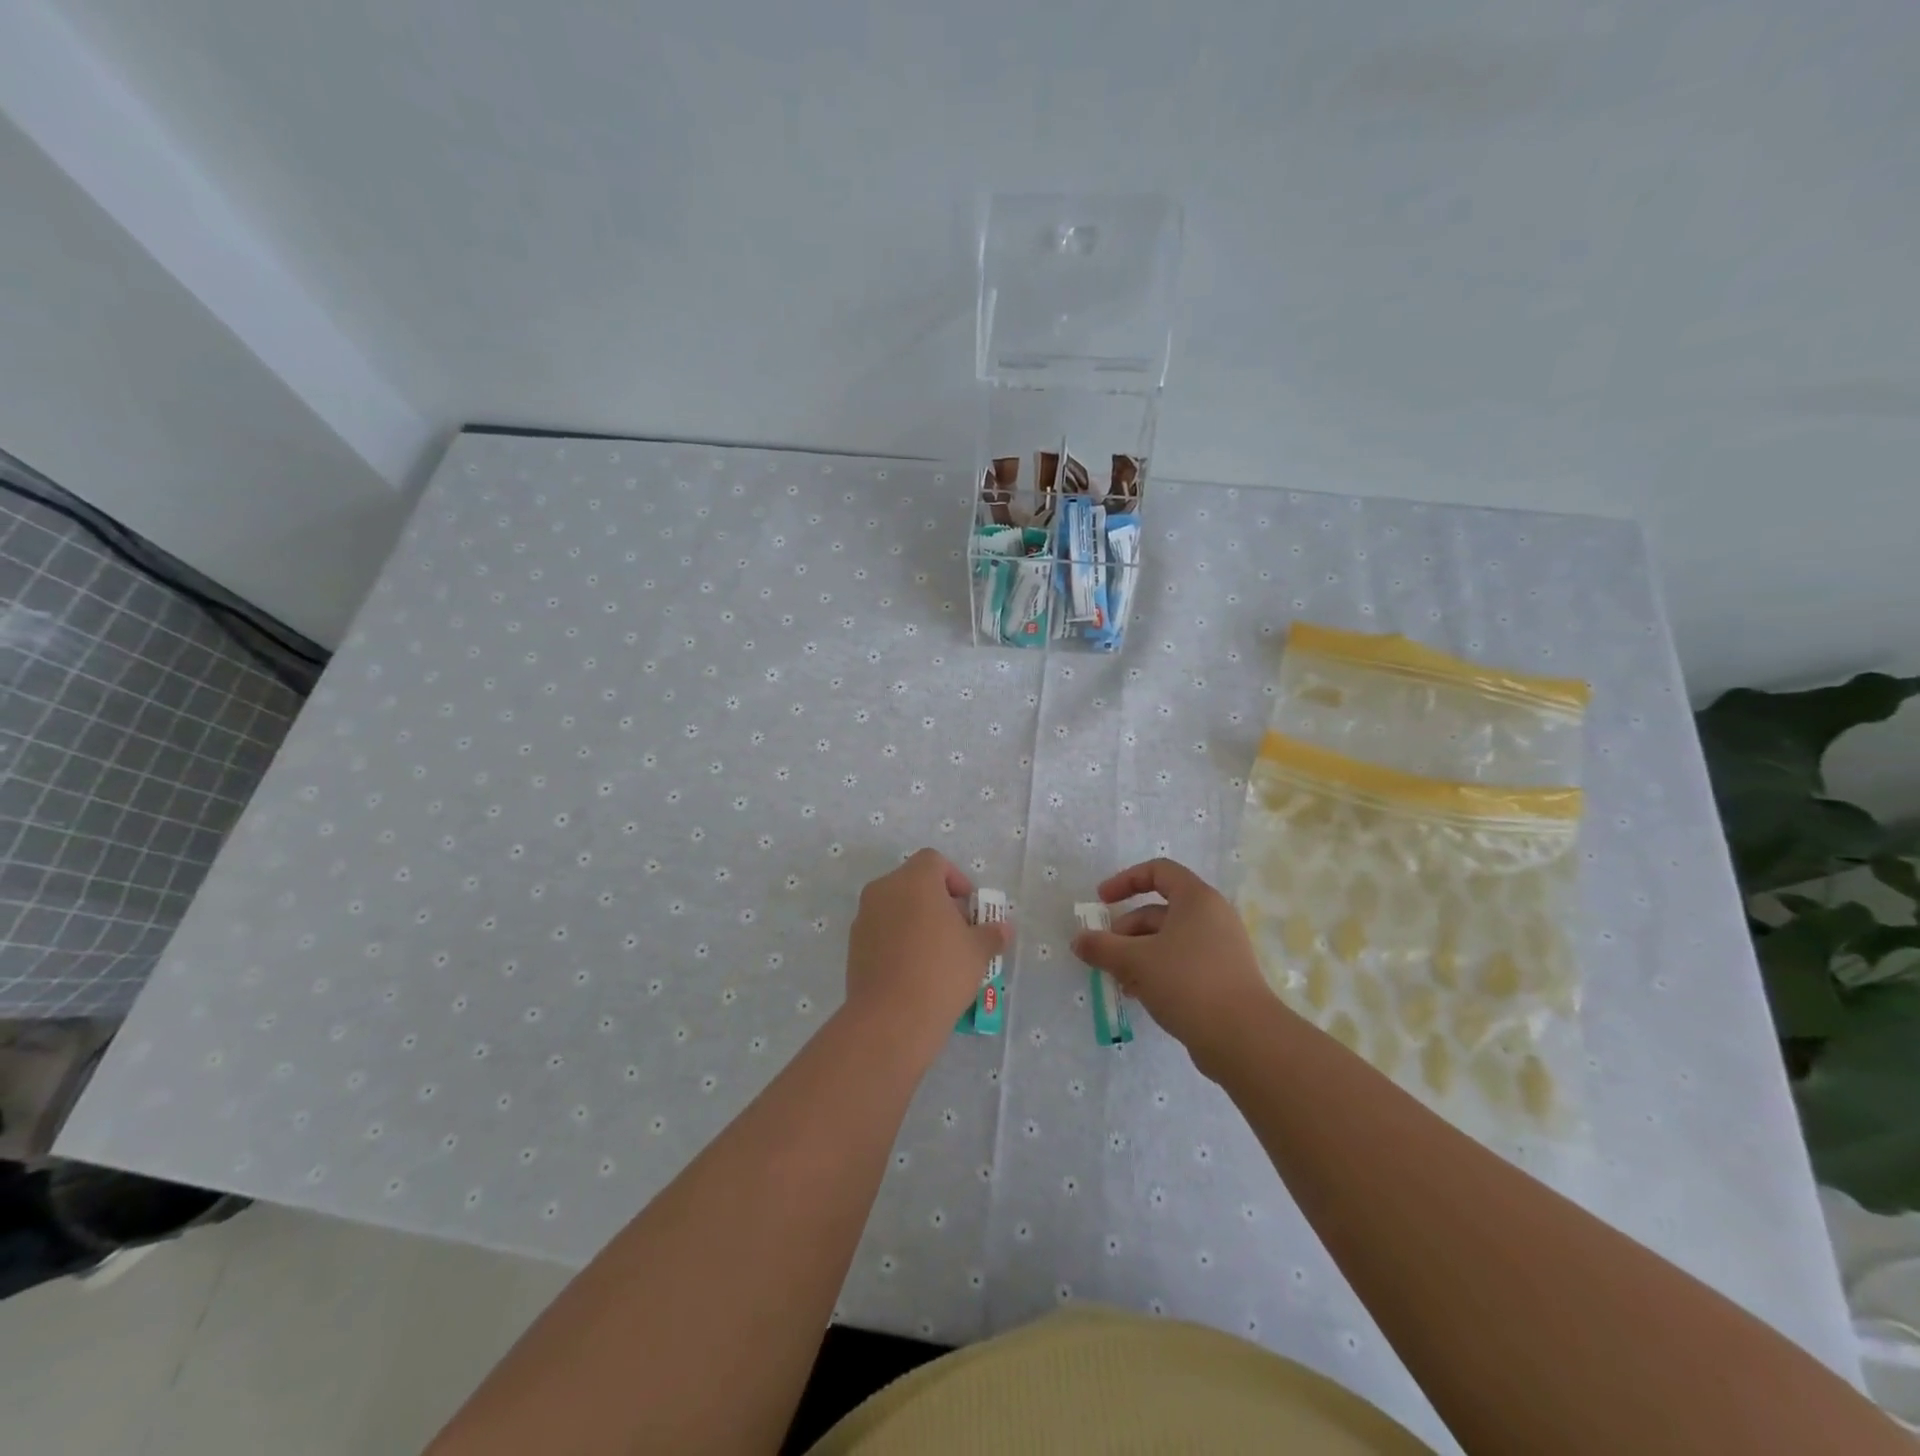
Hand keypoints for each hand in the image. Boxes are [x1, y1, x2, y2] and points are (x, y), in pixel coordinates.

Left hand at [844, 849, 1012, 1061]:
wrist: (891, 1018)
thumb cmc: (941, 971)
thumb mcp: (978, 951)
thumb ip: (992, 934)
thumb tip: (1003, 929)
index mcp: (914, 880)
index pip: (934, 861)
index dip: (956, 879)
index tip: (969, 909)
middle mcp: (884, 890)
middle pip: (914, 882)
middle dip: (937, 901)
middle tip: (958, 931)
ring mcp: (864, 917)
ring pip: (896, 907)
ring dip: (916, 921)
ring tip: (937, 954)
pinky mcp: (854, 945)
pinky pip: (882, 931)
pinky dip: (898, 940)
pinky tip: (914, 970)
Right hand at [1071, 858, 1274, 1070]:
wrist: (1244, 1038)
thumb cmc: (1187, 982)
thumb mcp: (1135, 961)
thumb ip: (1103, 947)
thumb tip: (1079, 940)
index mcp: (1196, 899)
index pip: (1159, 871)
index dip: (1126, 881)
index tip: (1102, 901)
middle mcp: (1212, 917)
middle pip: (1160, 910)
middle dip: (1126, 930)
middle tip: (1105, 953)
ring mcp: (1221, 949)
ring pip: (1169, 941)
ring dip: (1138, 955)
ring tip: (1119, 981)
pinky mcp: (1223, 978)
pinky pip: (1182, 963)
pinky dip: (1158, 971)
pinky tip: (1140, 996)